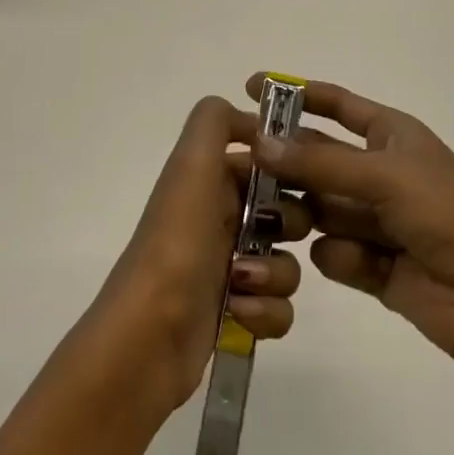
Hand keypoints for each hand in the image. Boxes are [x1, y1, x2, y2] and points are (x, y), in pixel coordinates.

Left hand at [87, 95, 309, 417]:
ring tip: (242, 283)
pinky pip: (280, 307)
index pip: (266, 162)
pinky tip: (239, 313)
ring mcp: (229, 267)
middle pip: (286, 211)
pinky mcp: (237, 313)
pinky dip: (267, 312)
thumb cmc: (178, 241)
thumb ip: (215, 121)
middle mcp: (219, 218)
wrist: (150, 334)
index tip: (304, 178)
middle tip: (271, 231)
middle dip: (289, 223)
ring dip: (275, 274)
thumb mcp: (191, 164)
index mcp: (209, 179)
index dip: (288, 168)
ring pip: (287, 261)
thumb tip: (254, 120)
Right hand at [244, 74, 453, 376]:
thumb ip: (318, 163)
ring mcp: (376, 220)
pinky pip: (334, 251)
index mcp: (391, 136)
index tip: (251, 87)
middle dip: (285, 163)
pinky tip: (354, 261)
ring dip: (301, 213)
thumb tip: (258, 142)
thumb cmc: (447, 212)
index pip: (336, 105)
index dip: (296, 94)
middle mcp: (380, 173)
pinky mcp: (373, 266)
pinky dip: (338, 255)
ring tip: (278, 219)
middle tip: (240, 166)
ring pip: (319, 207)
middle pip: (319, 160)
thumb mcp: (383, 175)